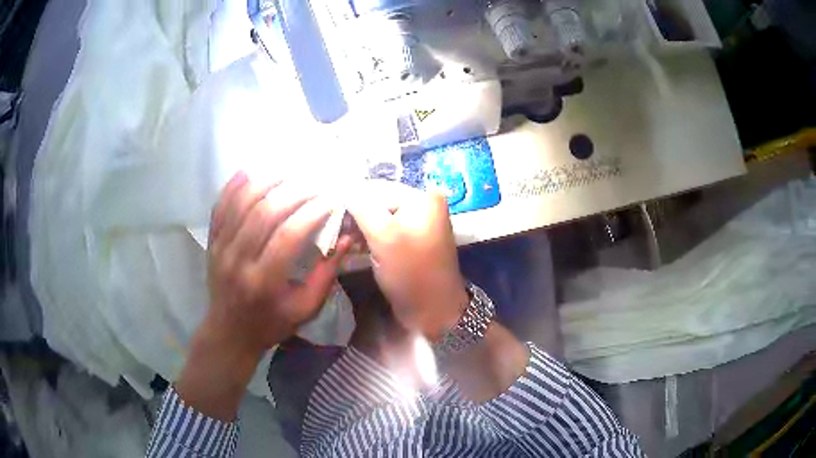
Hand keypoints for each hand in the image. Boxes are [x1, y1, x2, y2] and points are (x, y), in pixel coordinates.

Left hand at [177, 171, 349, 419]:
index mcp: (264, 281)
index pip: (288, 236)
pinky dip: (234, 185)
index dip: (311, 213)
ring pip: (241, 203)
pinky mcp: (212, 242)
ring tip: (289, 170)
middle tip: (315, 180)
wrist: (230, 331)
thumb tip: (346, 239)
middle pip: (264, 212)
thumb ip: (325, 275)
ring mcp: (221, 248)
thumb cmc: (271, 324)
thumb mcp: (305, 309)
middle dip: (293, 191)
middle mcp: (238, 260)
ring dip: (266, 181)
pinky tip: (251, 170)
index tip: (331, 198)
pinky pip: (220, 206)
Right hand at [346, 181, 467, 341]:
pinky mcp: (410, 241)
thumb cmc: (411, 273)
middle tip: (332, 228)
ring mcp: (417, 223)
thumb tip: (341, 186)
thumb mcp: (384, 236)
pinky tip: (353, 245)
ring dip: (358, 226)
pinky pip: (384, 231)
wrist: (433, 312)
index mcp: (422, 198)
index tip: (326, 211)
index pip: (377, 187)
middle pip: (378, 200)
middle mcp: (422, 204)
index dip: (350, 197)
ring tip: (340, 238)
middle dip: (354, 214)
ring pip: (378, 216)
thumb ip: (361, 207)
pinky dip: (368, 236)